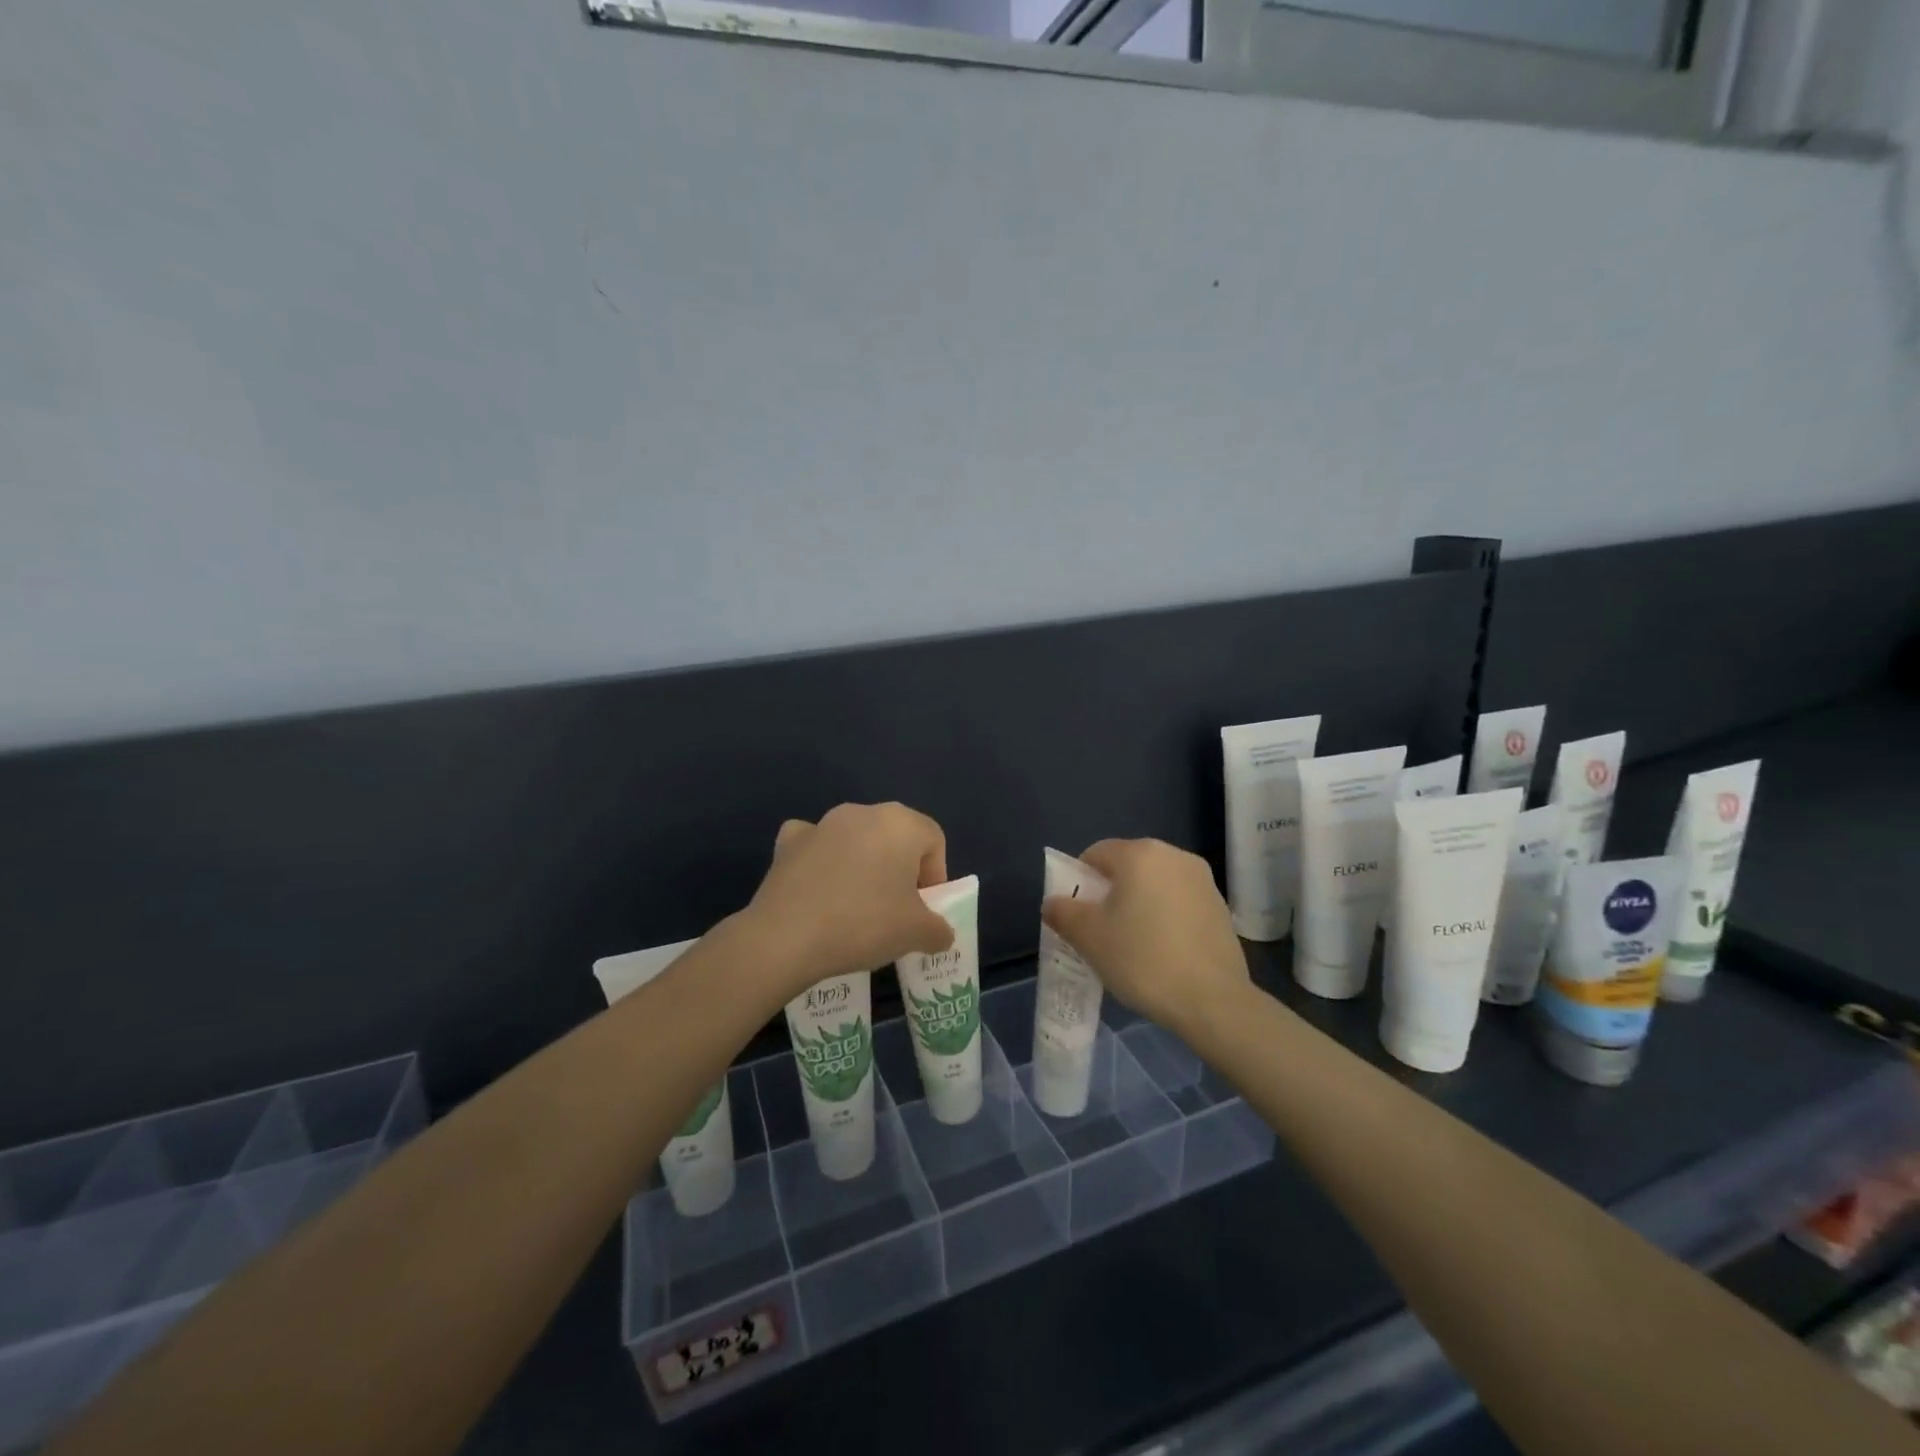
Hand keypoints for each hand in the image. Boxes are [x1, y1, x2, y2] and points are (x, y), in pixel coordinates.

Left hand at [741, 802, 954, 996]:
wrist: (786, 937)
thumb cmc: (864, 924)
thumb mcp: (917, 934)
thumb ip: (939, 930)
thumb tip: (939, 933)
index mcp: (900, 823)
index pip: (933, 841)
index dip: (935, 876)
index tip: (923, 910)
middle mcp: (862, 812)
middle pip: (895, 837)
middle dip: (900, 870)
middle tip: (894, 911)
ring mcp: (822, 823)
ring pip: (856, 841)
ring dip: (863, 866)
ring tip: (855, 909)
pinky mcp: (788, 842)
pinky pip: (816, 846)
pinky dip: (822, 863)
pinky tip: (818, 892)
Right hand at [1041, 838, 1250, 1045]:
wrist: (1213, 1001)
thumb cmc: (1142, 959)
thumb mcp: (1088, 937)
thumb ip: (1063, 912)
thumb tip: (1054, 903)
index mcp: (1139, 854)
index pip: (1095, 854)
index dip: (1078, 882)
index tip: (1077, 915)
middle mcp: (1174, 856)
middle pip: (1127, 867)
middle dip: (1109, 893)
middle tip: (1100, 932)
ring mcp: (1203, 881)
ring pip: (1155, 885)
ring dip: (1138, 905)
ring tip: (1132, 945)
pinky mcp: (1221, 907)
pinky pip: (1179, 903)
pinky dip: (1165, 919)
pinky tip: (1162, 952)